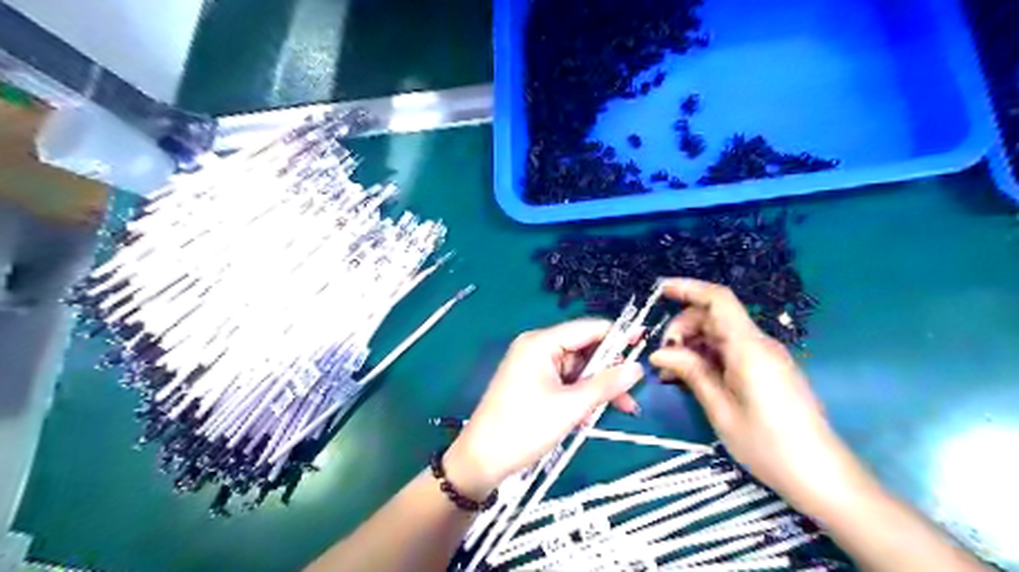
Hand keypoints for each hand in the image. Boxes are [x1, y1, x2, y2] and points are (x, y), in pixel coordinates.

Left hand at [447, 320, 643, 498]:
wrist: (482, 459)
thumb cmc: (524, 428)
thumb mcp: (571, 407)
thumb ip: (606, 384)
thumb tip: (638, 368)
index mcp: (541, 343)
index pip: (587, 329)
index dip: (618, 335)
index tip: (645, 342)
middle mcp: (536, 348)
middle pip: (584, 350)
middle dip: (608, 372)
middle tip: (633, 393)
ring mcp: (533, 366)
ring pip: (577, 369)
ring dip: (596, 388)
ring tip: (620, 409)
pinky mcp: (532, 383)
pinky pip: (564, 382)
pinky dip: (580, 395)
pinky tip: (590, 415)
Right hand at [649, 278, 862, 506]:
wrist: (821, 475)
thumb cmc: (768, 444)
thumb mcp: (721, 409)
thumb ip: (691, 373)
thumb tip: (659, 352)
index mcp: (749, 348)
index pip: (718, 300)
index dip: (689, 288)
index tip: (660, 290)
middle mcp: (759, 344)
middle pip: (714, 317)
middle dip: (683, 328)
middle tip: (662, 358)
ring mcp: (765, 356)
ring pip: (720, 334)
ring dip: (692, 345)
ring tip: (671, 373)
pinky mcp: (766, 370)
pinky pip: (730, 351)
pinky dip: (707, 357)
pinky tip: (691, 378)